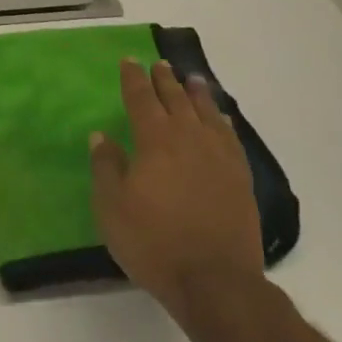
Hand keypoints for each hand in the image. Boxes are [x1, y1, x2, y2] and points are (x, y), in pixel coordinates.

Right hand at [89, 59, 263, 320]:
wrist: (215, 280)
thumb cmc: (153, 242)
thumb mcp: (112, 207)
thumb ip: (106, 167)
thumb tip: (101, 135)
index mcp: (155, 141)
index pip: (141, 99)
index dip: (133, 79)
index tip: (130, 60)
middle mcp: (189, 139)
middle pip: (176, 100)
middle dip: (165, 80)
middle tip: (160, 64)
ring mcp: (220, 158)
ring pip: (207, 114)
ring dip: (197, 94)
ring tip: (192, 80)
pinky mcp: (240, 178)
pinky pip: (231, 138)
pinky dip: (223, 122)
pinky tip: (222, 119)